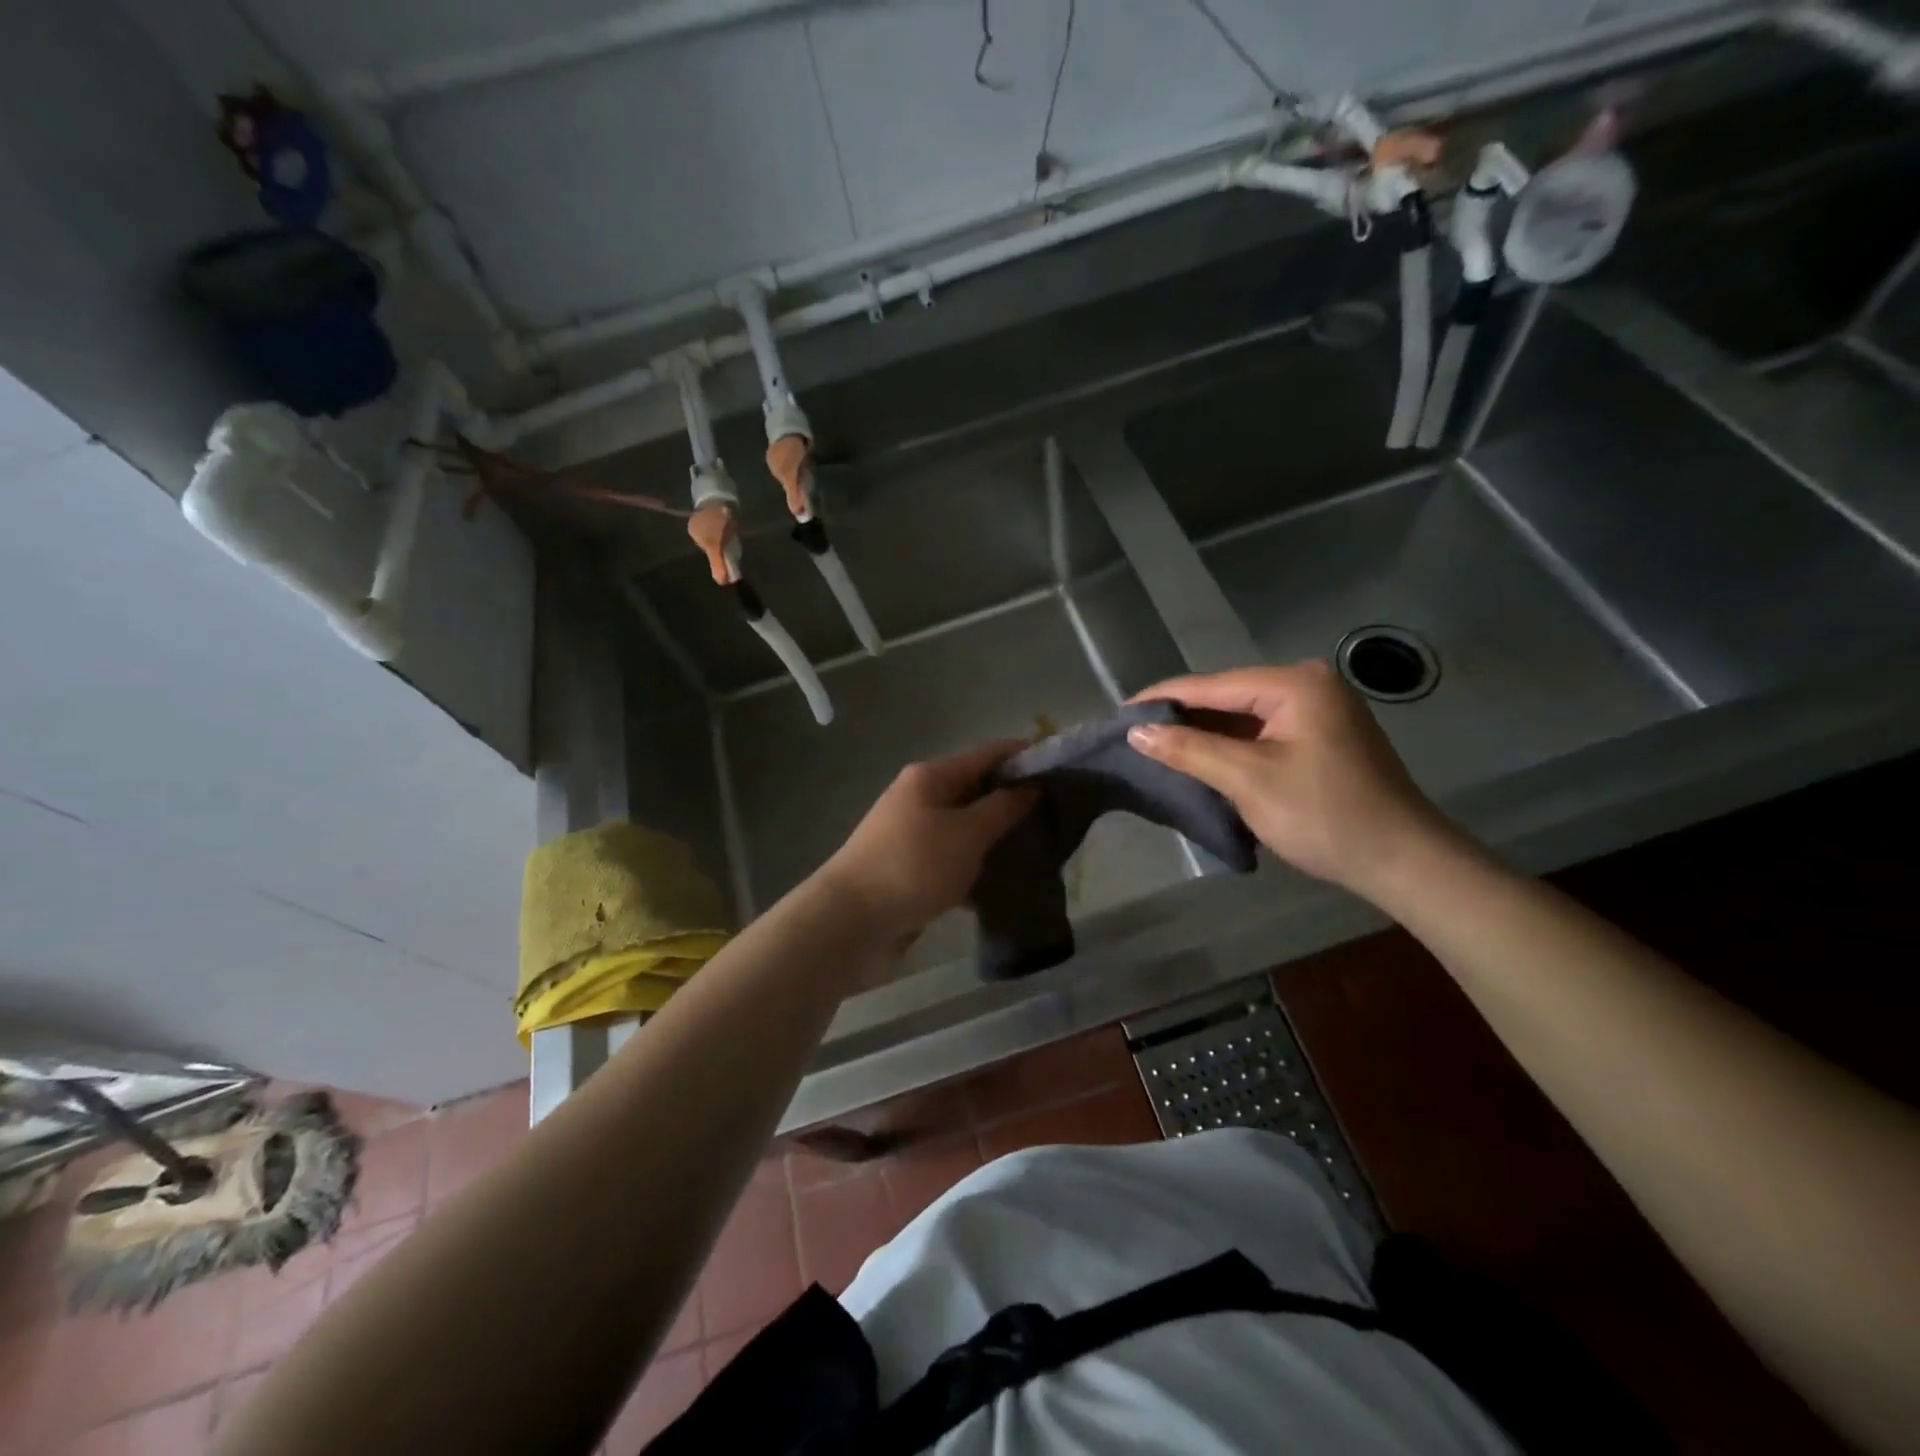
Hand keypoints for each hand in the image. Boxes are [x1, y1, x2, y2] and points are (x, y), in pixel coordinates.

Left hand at [816, 741, 1036, 946]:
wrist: (850, 920)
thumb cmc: (913, 866)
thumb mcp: (967, 834)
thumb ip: (1002, 808)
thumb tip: (1030, 786)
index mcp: (932, 776)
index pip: (989, 754)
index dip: (1026, 758)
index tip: (1064, 771)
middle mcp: (920, 796)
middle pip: (977, 789)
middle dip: (1015, 801)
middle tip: (1057, 818)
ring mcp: (912, 832)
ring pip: (966, 826)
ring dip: (997, 837)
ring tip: (1039, 852)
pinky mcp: (910, 866)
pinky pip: (952, 856)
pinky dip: (975, 865)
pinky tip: (1003, 884)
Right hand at [1127, 661, 1453, 900]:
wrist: (1402, 862)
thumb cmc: (1323, 815)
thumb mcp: (1247, 780)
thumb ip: (1188, 749)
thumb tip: (1135, 731)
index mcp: (1294, 684)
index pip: (1210, 685)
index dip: (1161, 699)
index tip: (1118, 714)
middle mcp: (1308, 685)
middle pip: (1226, 697)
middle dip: (1181, 717)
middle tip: (1133, 734)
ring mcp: (1318, 711)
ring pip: (1243, 717)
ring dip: (1204, 734)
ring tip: (1156, 747)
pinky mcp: (1322, 737)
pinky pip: (1262, 734)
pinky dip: (1230, 747)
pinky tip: (1200, 759)